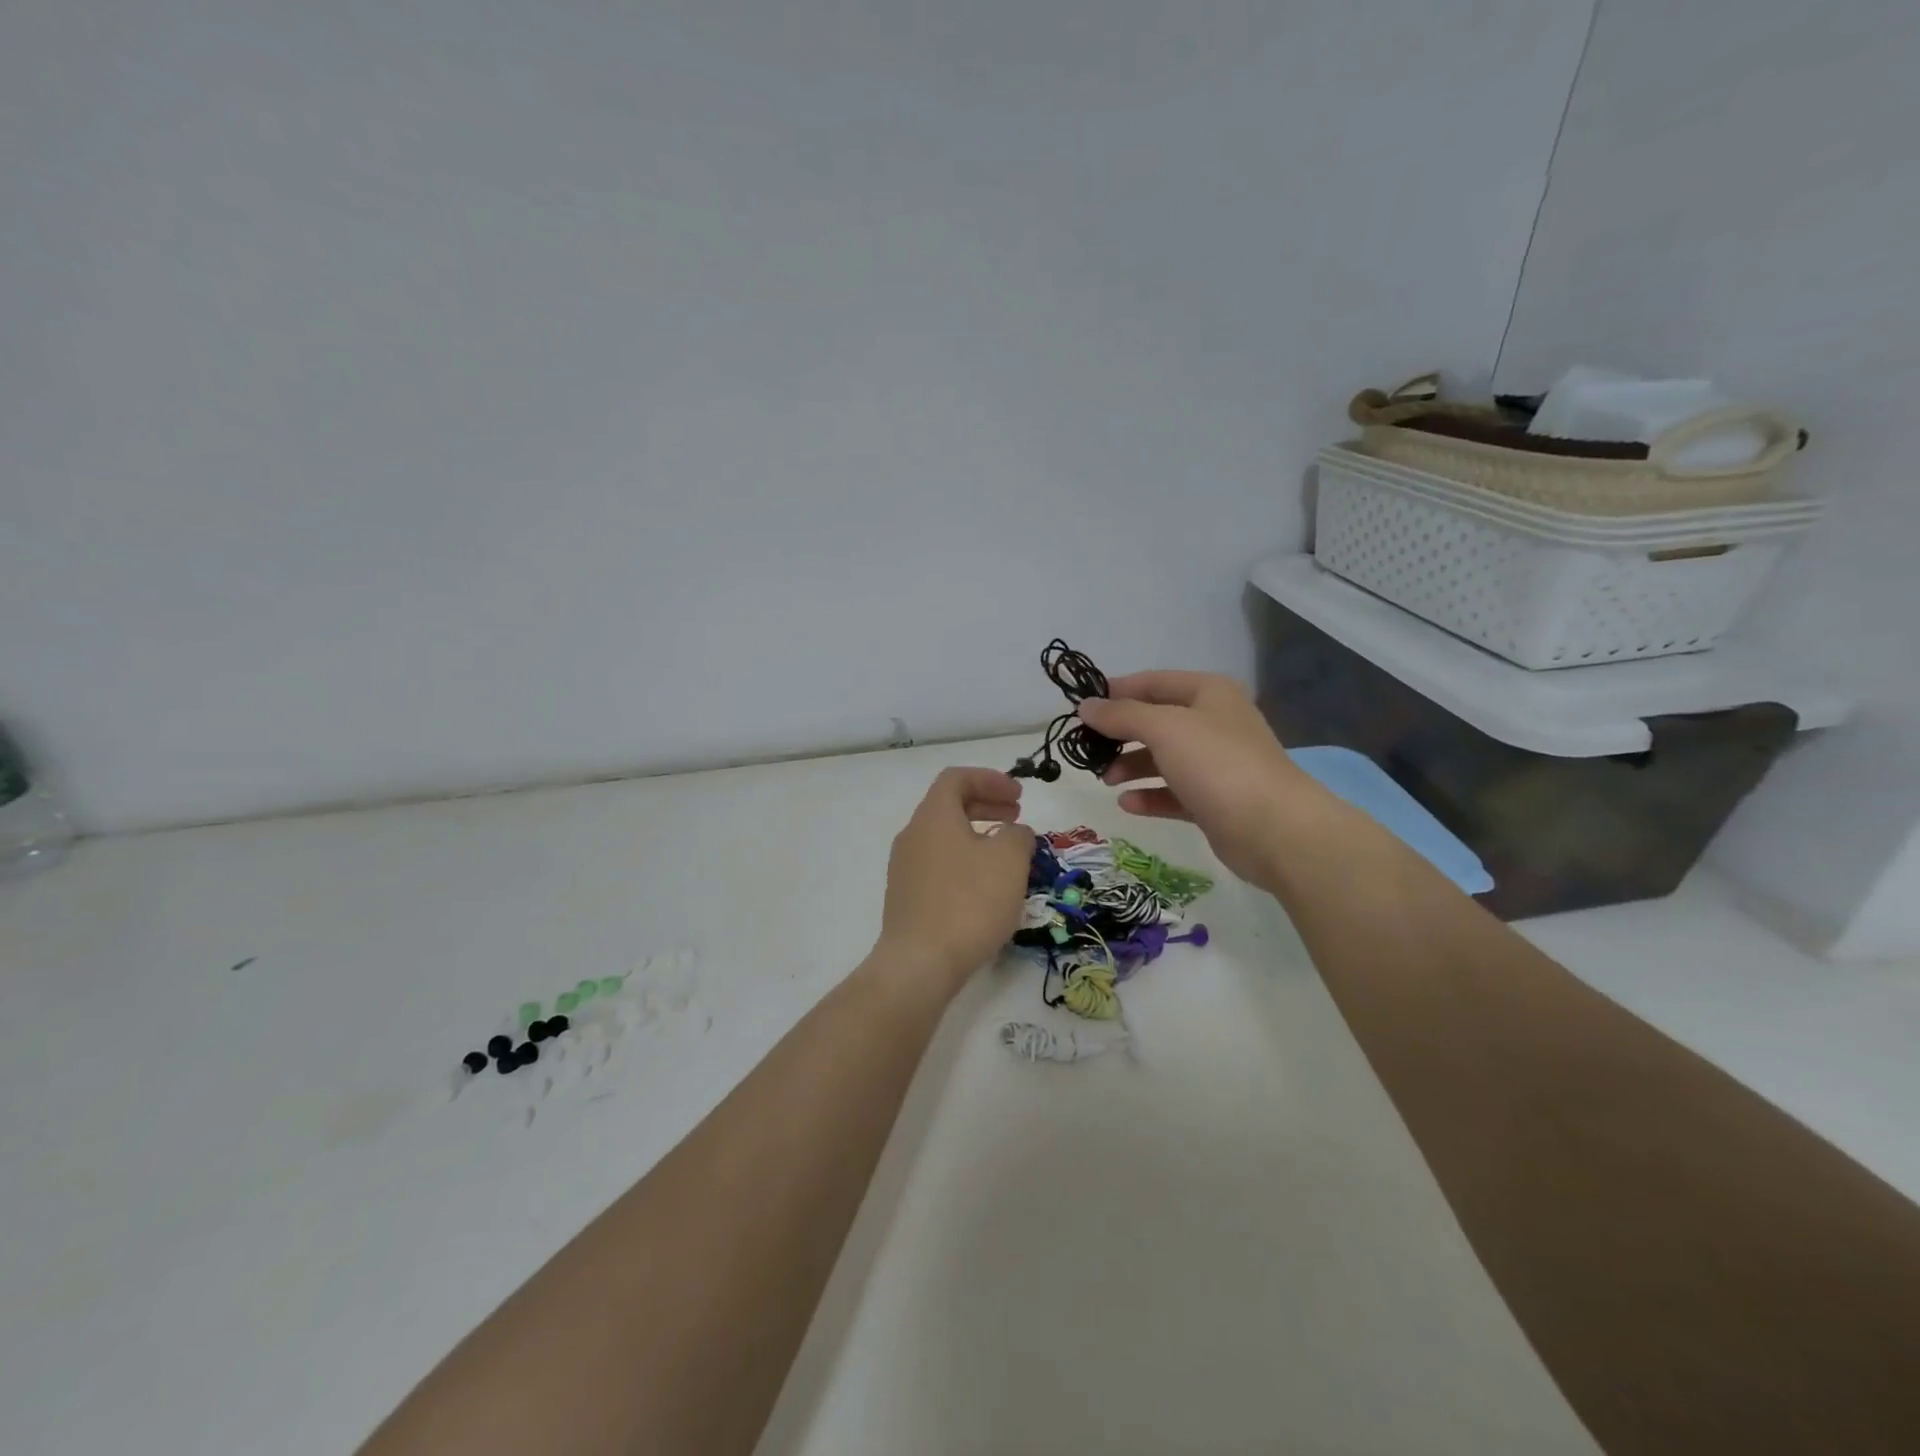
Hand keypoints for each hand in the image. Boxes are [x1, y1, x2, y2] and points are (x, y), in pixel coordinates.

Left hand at [871, 768, 1035, 1001]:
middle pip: (949, 806)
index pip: (957, 778)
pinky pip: (938, 865)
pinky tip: (985, 888)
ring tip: (1007, 855)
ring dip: (977, 836)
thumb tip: (1013, 833)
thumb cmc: (969, 902)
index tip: (1019, 796)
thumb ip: (1017, 835)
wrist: (920, 963)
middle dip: (986, 805)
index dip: (990, 779)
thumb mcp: (1009, 861)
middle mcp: (913, 835)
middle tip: (1017, 817)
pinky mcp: (906, 898)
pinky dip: (964, 861)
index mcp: (933, 816)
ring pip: (944, 837)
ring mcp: (905, 868)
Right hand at [1077, 672, 1318, 887]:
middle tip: (1087, 749)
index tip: (1080, 707)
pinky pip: (1173, 793)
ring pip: (1163, 759)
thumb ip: (1121, 715)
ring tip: (1106, 779)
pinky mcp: (1215, 801)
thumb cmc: (1217, 765)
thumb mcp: (1164, 728)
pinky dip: (1149, 795)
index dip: (1116, 691)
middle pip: (1156, 722)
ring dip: (1131, 766)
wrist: (1274, 829)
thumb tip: (1085, 706)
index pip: (1153, 682)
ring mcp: (1216, 764)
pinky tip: (1126, 804)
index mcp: (1208, 693)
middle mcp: (1214, 723)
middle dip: (1120, 734)